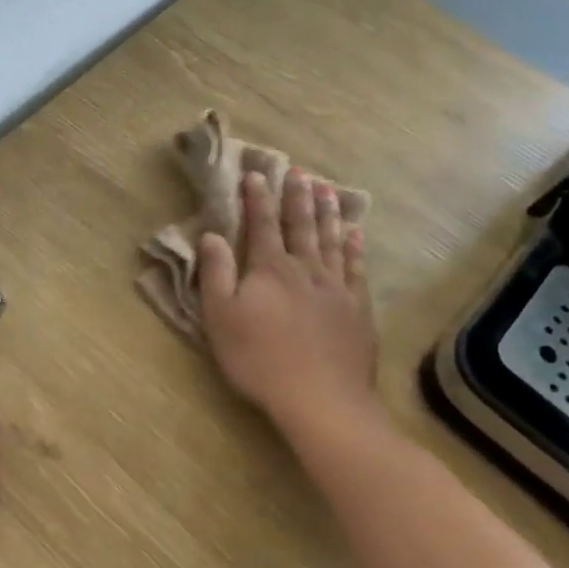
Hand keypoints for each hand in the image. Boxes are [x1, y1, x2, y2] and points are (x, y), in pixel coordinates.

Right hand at [198, 170, 382, 435]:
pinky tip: (355, 234)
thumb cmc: (259, 359)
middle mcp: (306, 269)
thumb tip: (211, 235)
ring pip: (332, 240)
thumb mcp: (220, 318)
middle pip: (302, 225)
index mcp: (270, 269)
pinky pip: (357, 267)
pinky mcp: (357, 308)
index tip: (256, 173)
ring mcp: (336, 287)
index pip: (262, 225)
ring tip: (328, 189)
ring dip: (328, 213)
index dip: (257, 198)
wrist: (320, 397)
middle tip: (299, 171)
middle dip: (297, 196)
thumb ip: (215, 273)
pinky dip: (355, 247)